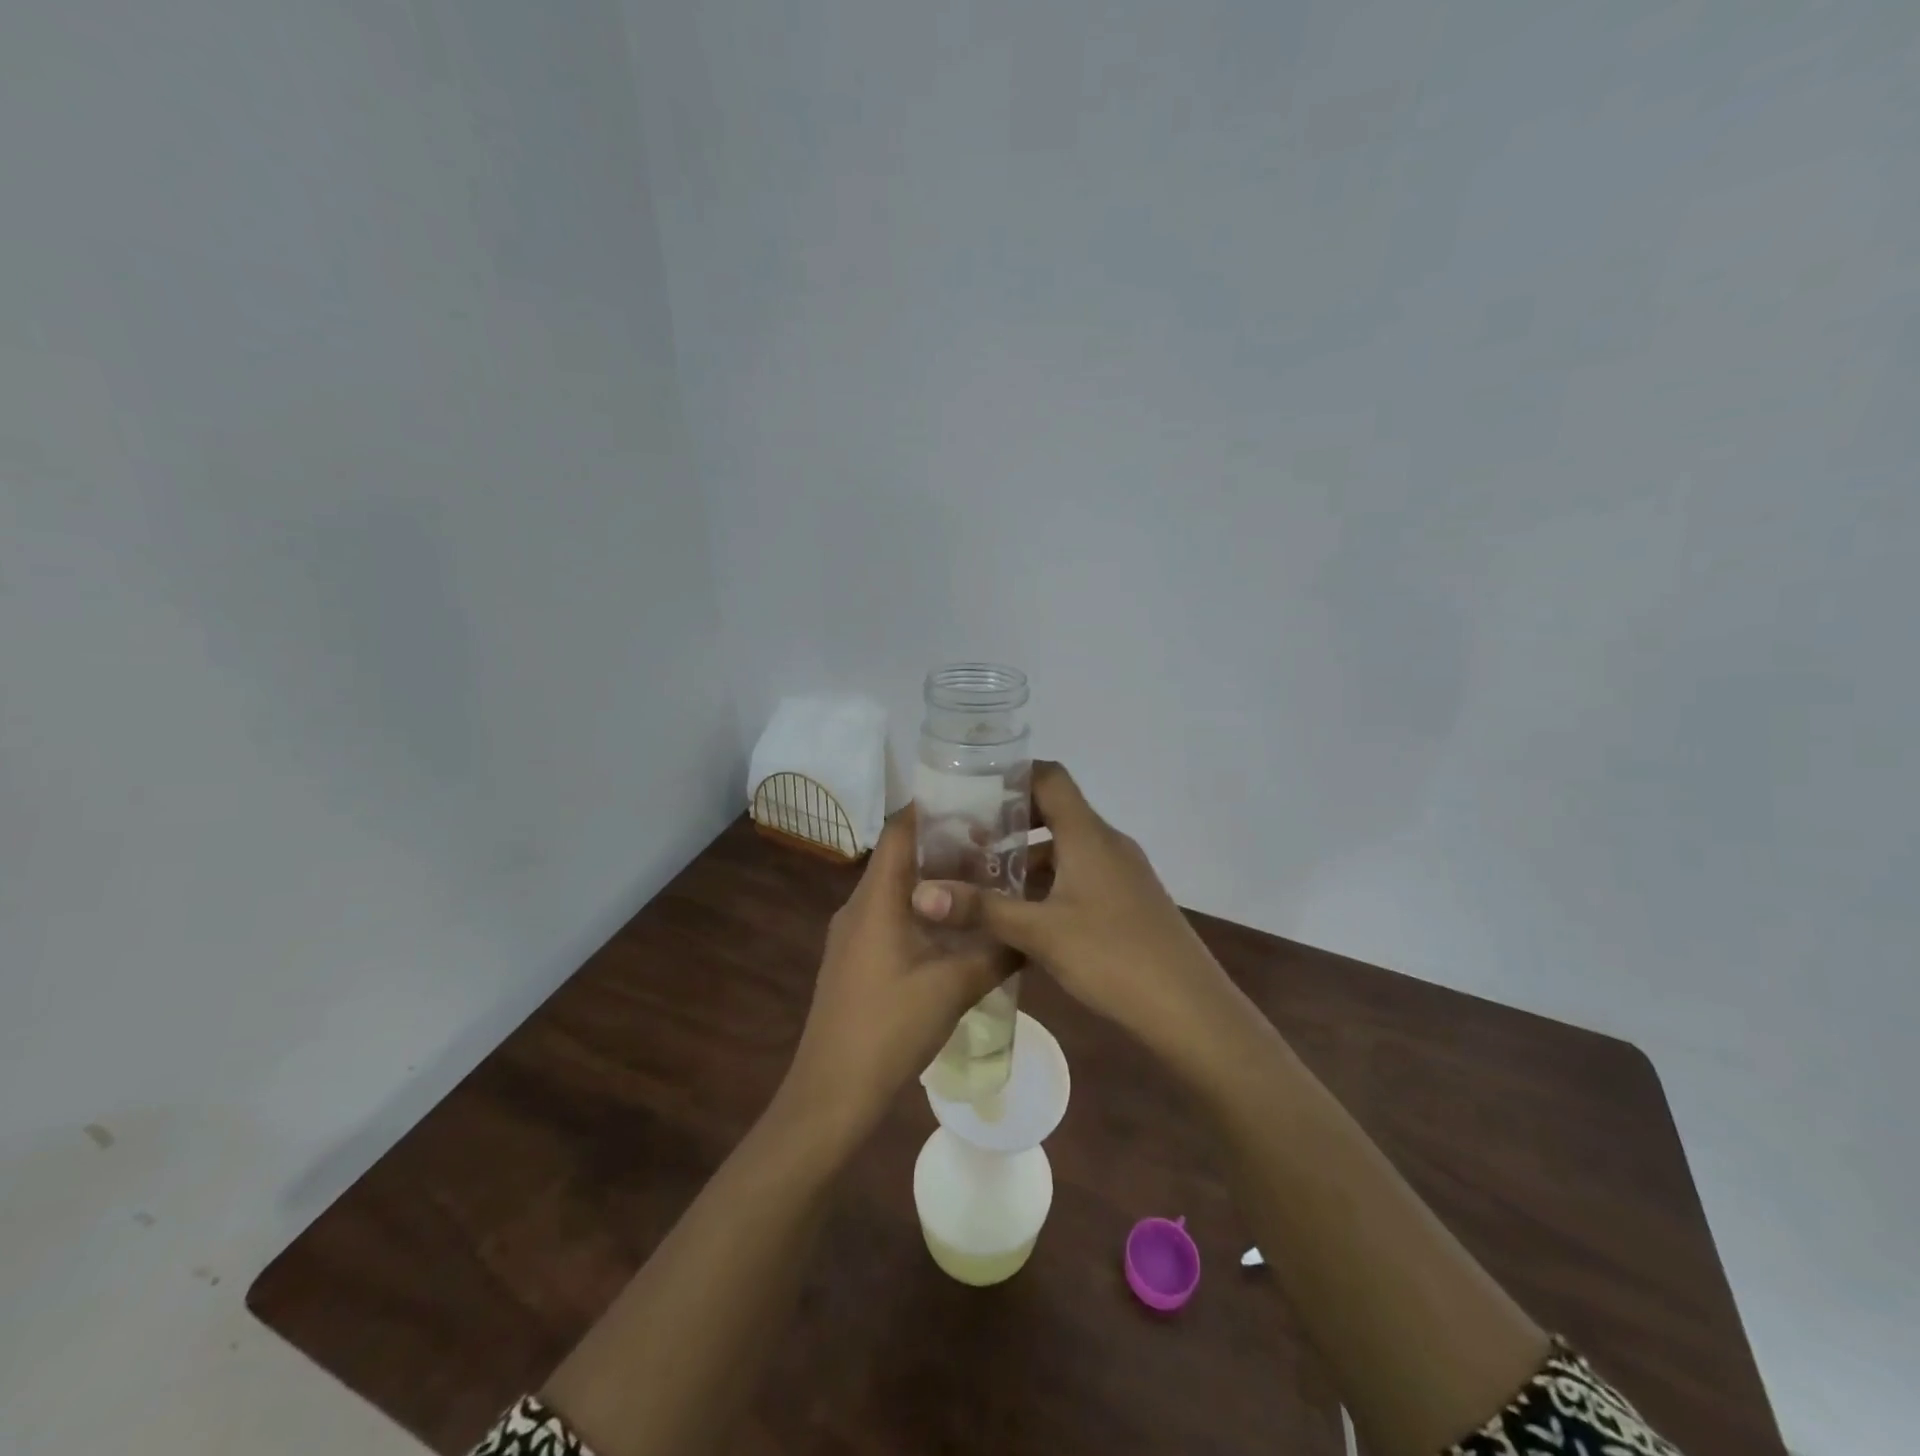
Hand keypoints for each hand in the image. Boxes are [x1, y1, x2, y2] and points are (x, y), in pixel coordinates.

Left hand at [782, 808, 1012, 1141]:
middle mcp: (859, 906)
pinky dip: (924, 912)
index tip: (978, 802)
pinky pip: (891, 917)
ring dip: (937, 882)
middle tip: (996, 845)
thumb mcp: (953, 987)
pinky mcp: (856, 960)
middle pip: (900, 856)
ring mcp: (853, 935)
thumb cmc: (889, 1028)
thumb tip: (1034, 930)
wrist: (832, 1093)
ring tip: (985, 882)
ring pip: (897, 890)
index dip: (934, 808)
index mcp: (875, 898)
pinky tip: (957, 932)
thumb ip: (996, 951)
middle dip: (946, 846)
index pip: (900, 829)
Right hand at [910, 762, 1248, 1070]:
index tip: (972, 789)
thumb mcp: (1040, 933)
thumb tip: (919, 894)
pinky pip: (1082, 874)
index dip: (1013, 774)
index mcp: (1088, 835)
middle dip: (1010, 821)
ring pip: (1068, 847)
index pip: (1050, 777)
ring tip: (985, 878)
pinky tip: (1025, 914)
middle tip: (966, 838)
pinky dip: (1050, 881)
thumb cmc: (1113, 956)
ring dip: (1028, 856)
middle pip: (1056, 810)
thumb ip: (981, 910)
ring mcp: (1123, 872)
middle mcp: (1107, 843)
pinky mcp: (1129, 900)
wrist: (1189, 1009)